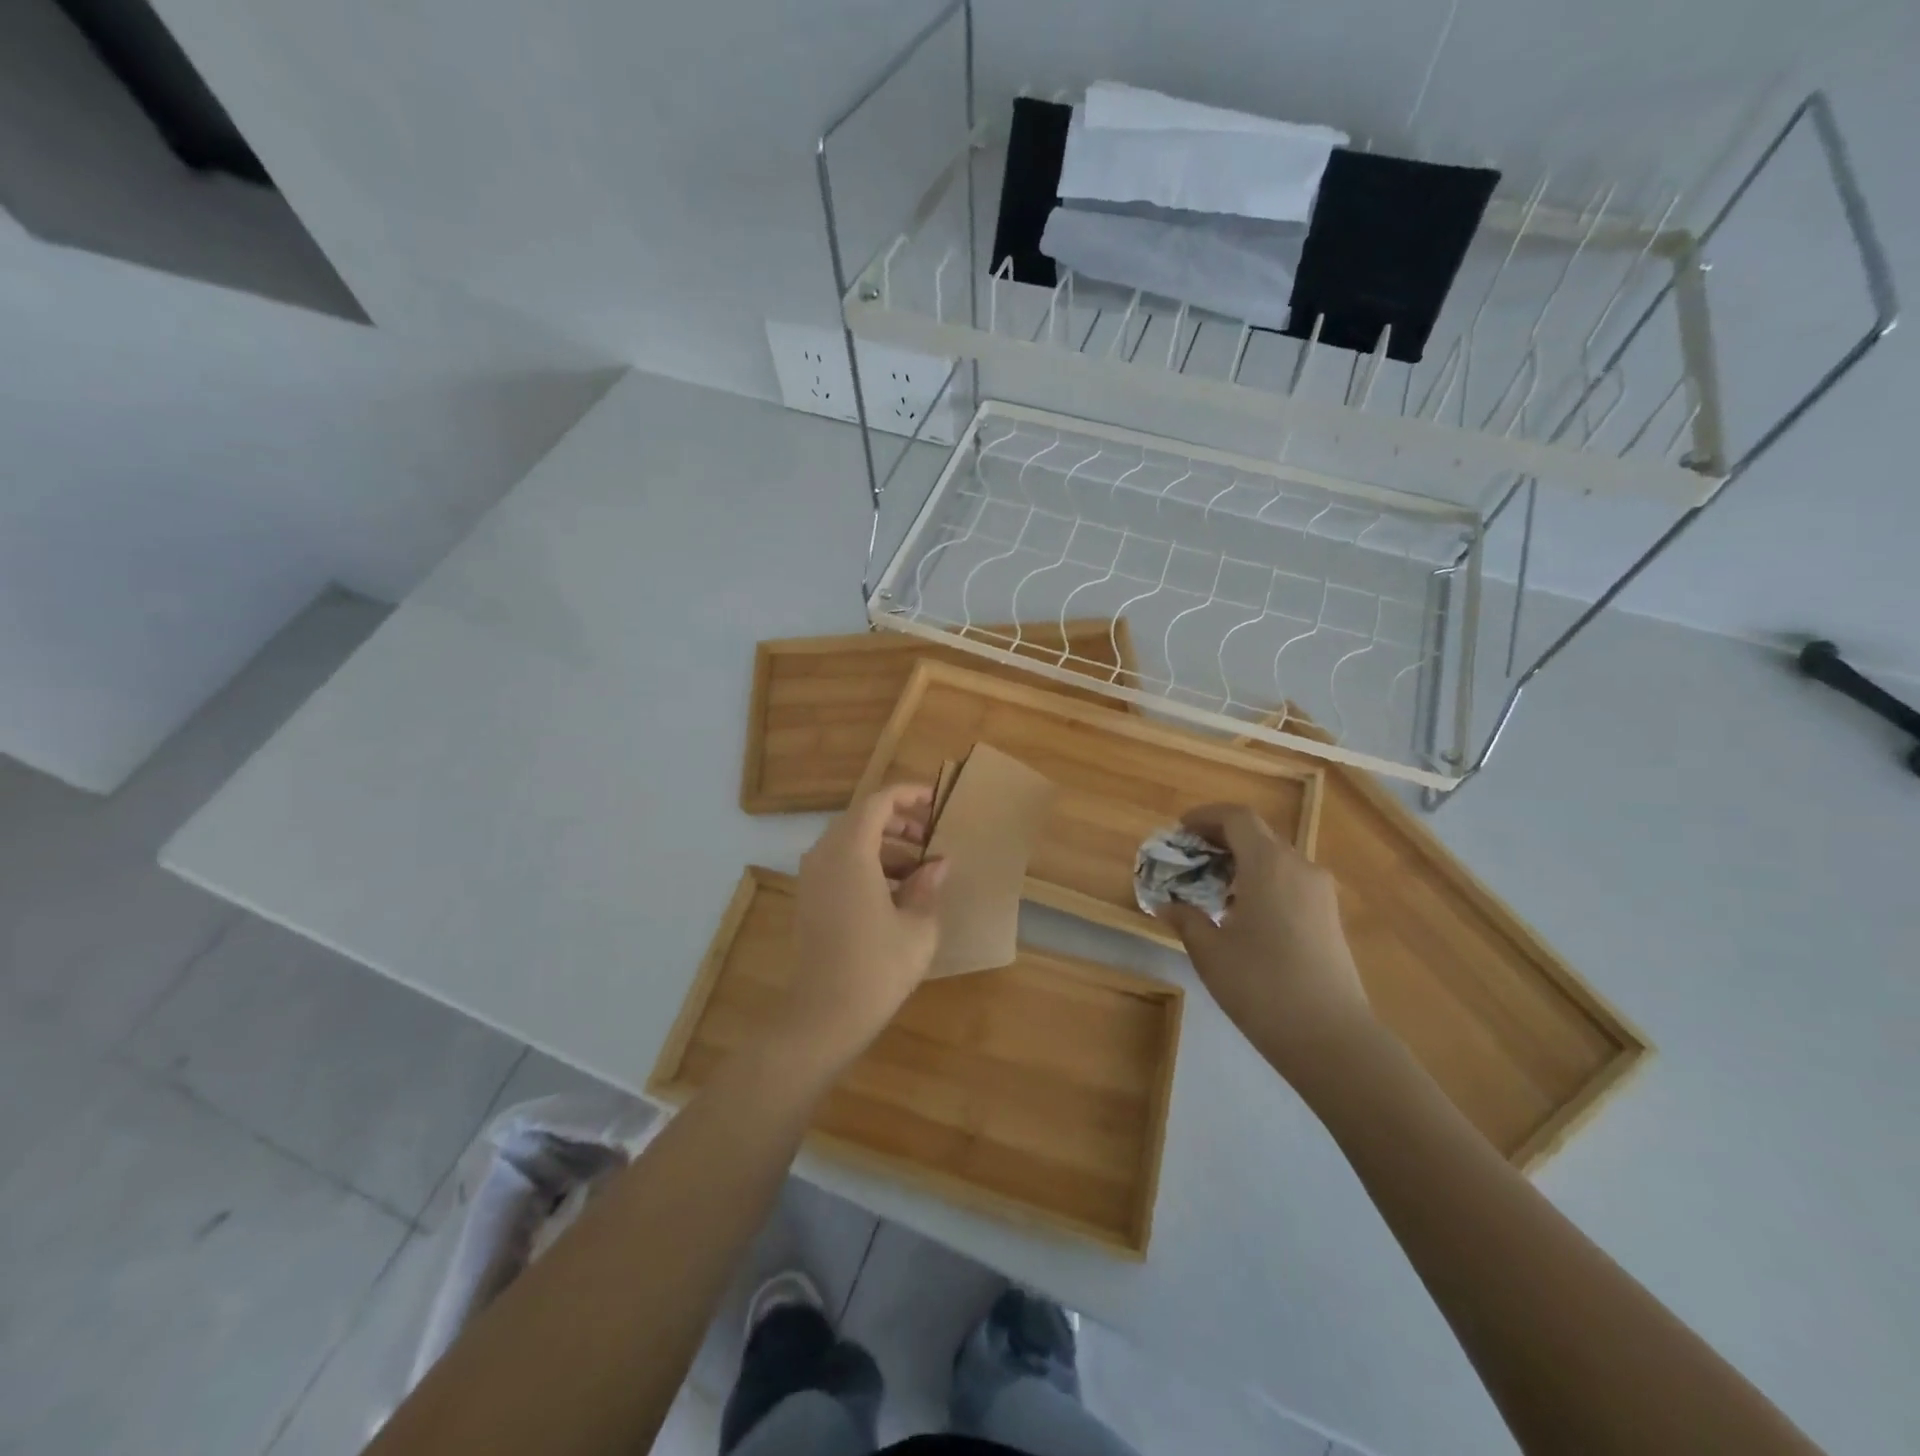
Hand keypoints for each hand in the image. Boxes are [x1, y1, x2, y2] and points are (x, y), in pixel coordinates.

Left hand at [782, 784, 948, 1069]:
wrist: (823, 1016)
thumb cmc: (877, 967)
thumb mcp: (918, 926)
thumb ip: (928, 885)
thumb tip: (937, 863)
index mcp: (850, 851)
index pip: (879, 801)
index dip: (909, 795)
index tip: (937, 802)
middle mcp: (824, 855)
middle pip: (861, 818)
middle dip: (899, 821)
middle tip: (931, 837)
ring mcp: (811, 877)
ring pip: (849, 841)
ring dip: (885, 845)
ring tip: (921, 867)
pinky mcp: (809, 899)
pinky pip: (839, 863)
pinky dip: (867, 864)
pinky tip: (896, 891)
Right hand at [1156, 803, 1374, 1079]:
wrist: (1330, 1038)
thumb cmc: (1261, 986)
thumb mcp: (1210, 952)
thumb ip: (1186, 919)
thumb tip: (1167, 905)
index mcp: (1269, 864)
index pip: (1237, 818)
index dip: (1205, 817)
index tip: (1179, 830)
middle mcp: (1299, 866)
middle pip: (1257, 834)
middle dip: (1220, 838)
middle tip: (1189, 857)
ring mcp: (1319, 892)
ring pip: (1275, 857)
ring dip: (1241, 860)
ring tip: (1210, 886)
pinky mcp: (1328, 916)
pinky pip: (1289, 880)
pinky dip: (1261, 879)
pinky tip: (1241, 910)